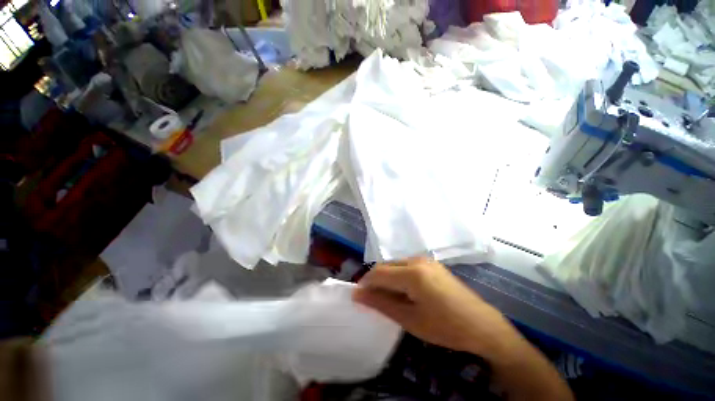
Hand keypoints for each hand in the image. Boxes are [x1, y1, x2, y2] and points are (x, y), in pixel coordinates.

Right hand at [352, 257, 516, 358]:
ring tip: (388, 298)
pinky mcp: (431, 263)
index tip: (358, 297)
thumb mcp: (410, 319)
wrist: (481, 324)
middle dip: (375, 281)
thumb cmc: (445, 326)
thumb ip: (381, 304)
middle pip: (386, 266)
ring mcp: (425, 260)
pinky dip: (398, 276)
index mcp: (412, 273)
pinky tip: (403, 291)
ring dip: (387, 278)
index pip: (378, 273)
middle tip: (373, 300)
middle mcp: (416, 260)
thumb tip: (357, 295)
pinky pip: (406, 265)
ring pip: (395, 264)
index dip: (365, 284)